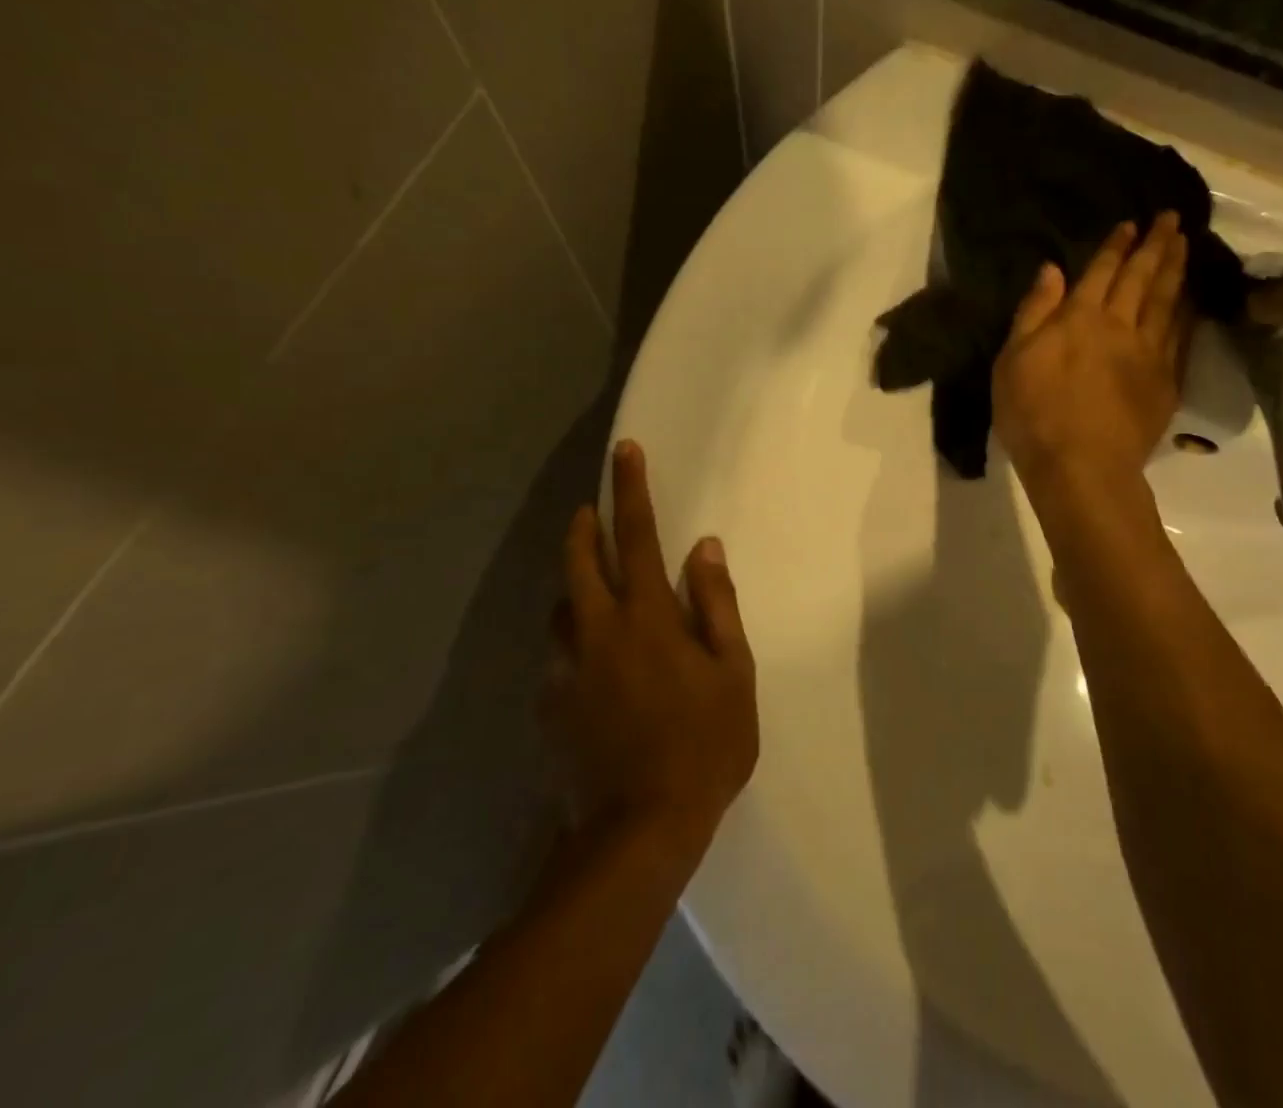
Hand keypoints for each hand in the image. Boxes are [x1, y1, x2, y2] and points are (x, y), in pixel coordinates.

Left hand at [548, 440, 758, 846]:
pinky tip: (590, 655)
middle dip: (584, 526)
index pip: (637, 535)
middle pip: (579, 560)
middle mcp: (597, 631)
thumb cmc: (704, 744)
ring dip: (574, 580)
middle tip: (591, 507)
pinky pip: (558, 650)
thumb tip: (705, 548)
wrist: (638, 831)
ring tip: (591, 581)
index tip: (625, 451)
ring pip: (562, 606)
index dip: (632, 488)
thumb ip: (717, 604)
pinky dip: (572, 633)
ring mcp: (566, 668)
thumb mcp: (733, 672)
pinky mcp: (549, 704)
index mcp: (647, 617)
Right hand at [992, 213, 1189, 489]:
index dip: (1117, 246)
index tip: (1131, 224)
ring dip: (1177, 269)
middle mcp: (1120, 326)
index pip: (1102, 271)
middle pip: (1143, 278)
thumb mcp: (1013, 361)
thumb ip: (1034, 312)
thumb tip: (1052, 270)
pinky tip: (1191, 300)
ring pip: (1168, 301)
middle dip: (1157, 245)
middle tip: (1172, 218)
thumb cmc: (1034, 414)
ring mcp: (1149, 354)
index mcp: (1080, 318)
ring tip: (1186, 244)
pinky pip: (1181, 336)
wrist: (1082, 468)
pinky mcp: (1166, 382)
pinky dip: (1187, 311)